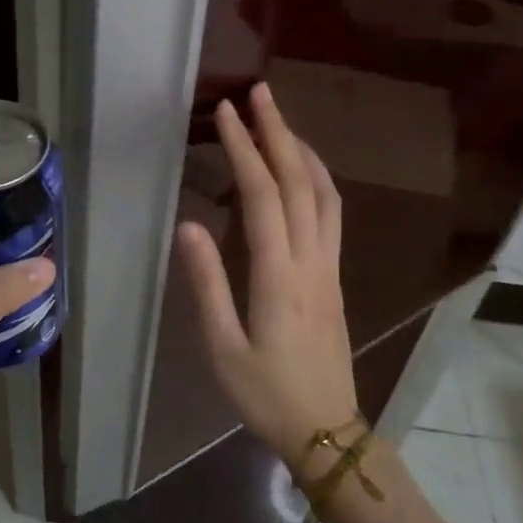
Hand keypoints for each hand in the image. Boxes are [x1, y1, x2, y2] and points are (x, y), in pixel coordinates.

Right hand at [178, 83, 357, 463]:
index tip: (228, 112)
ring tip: (280, 120)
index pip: (263, 197)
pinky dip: (319, 179)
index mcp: (279, 277)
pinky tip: (304, 171)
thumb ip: (207, 284)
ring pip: (325, 194)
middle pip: (301, 182)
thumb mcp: (222, 348)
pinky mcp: (335, 277)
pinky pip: (333, 214)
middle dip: (279, 132)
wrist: (325, 430)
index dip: (246, 149)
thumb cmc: (265, 395)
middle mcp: (312, 261)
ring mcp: (330, 267)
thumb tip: (188, 226)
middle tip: (260, 92)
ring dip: (303, 151)